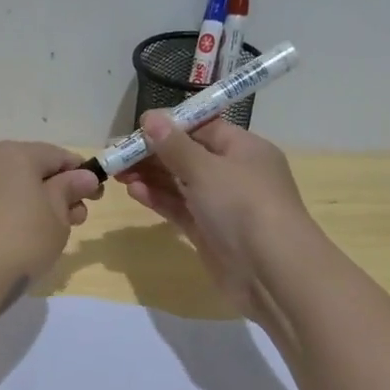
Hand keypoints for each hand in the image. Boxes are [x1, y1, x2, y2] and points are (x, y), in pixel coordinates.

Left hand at [0, 142, 101, 321]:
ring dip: (32, 202)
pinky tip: (16, 240)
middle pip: (30, 168)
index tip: (96, 197)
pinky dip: (7, 212)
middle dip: (56, 190)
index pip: (57, 155)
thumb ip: (69, 191)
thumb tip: (82, 177)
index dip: (82, 174)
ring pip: (8, 186)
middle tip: (75, 220)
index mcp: (13, 154)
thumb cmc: (19, 243)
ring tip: (48, 234)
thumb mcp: (57, 218)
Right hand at [115, 113, 321, 334]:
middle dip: (154, 153)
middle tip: (117, 154)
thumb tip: (151, 117)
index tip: (137, 128)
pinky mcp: (209, 232)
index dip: (171, 126)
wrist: (272, 272)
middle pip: (189, 155)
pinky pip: (180, 208)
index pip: (203, 128)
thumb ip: (175, 145)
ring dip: (151, 176)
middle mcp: (235, 173)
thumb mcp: (206, 168)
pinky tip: (134, 191)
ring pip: (181, 183)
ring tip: (118, 173)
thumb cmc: (243, 206)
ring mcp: (222, 205)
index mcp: (244, 149)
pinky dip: (158, 199)